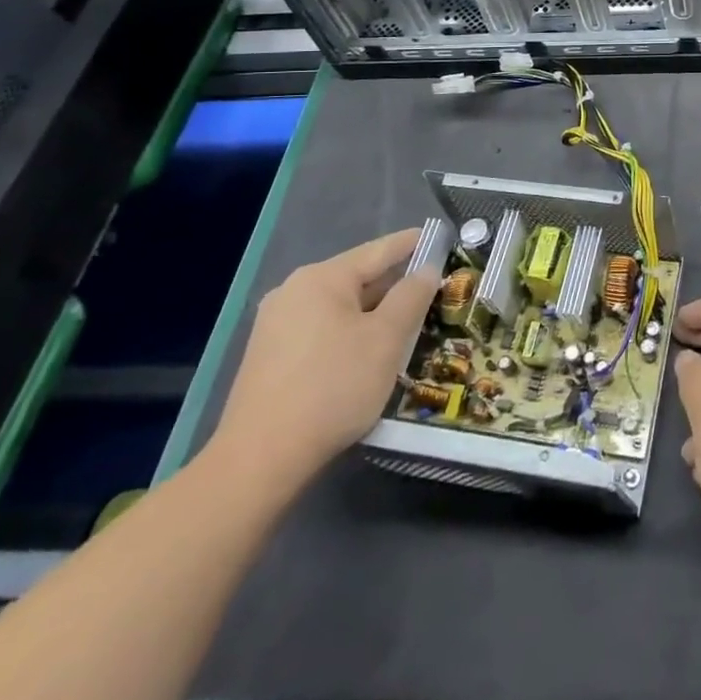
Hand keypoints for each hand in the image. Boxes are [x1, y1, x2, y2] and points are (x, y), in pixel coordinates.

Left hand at [212, 229, 438, 489]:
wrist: (259, 460)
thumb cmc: (333, 387)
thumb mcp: (387, 339)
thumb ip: (411, 297)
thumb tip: (426, 270)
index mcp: (322, 278)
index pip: (379, 250)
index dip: (413, 243)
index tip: (441, 239)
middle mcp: (294, 291)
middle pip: (357, 278)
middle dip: (395, 286)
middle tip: (433, 291)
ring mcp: (275, 325)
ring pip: (339, 307)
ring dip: (373, 314)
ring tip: (407, 325)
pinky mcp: (269, 357)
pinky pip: (321, 330)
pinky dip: (349, 333)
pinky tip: (367, 354)